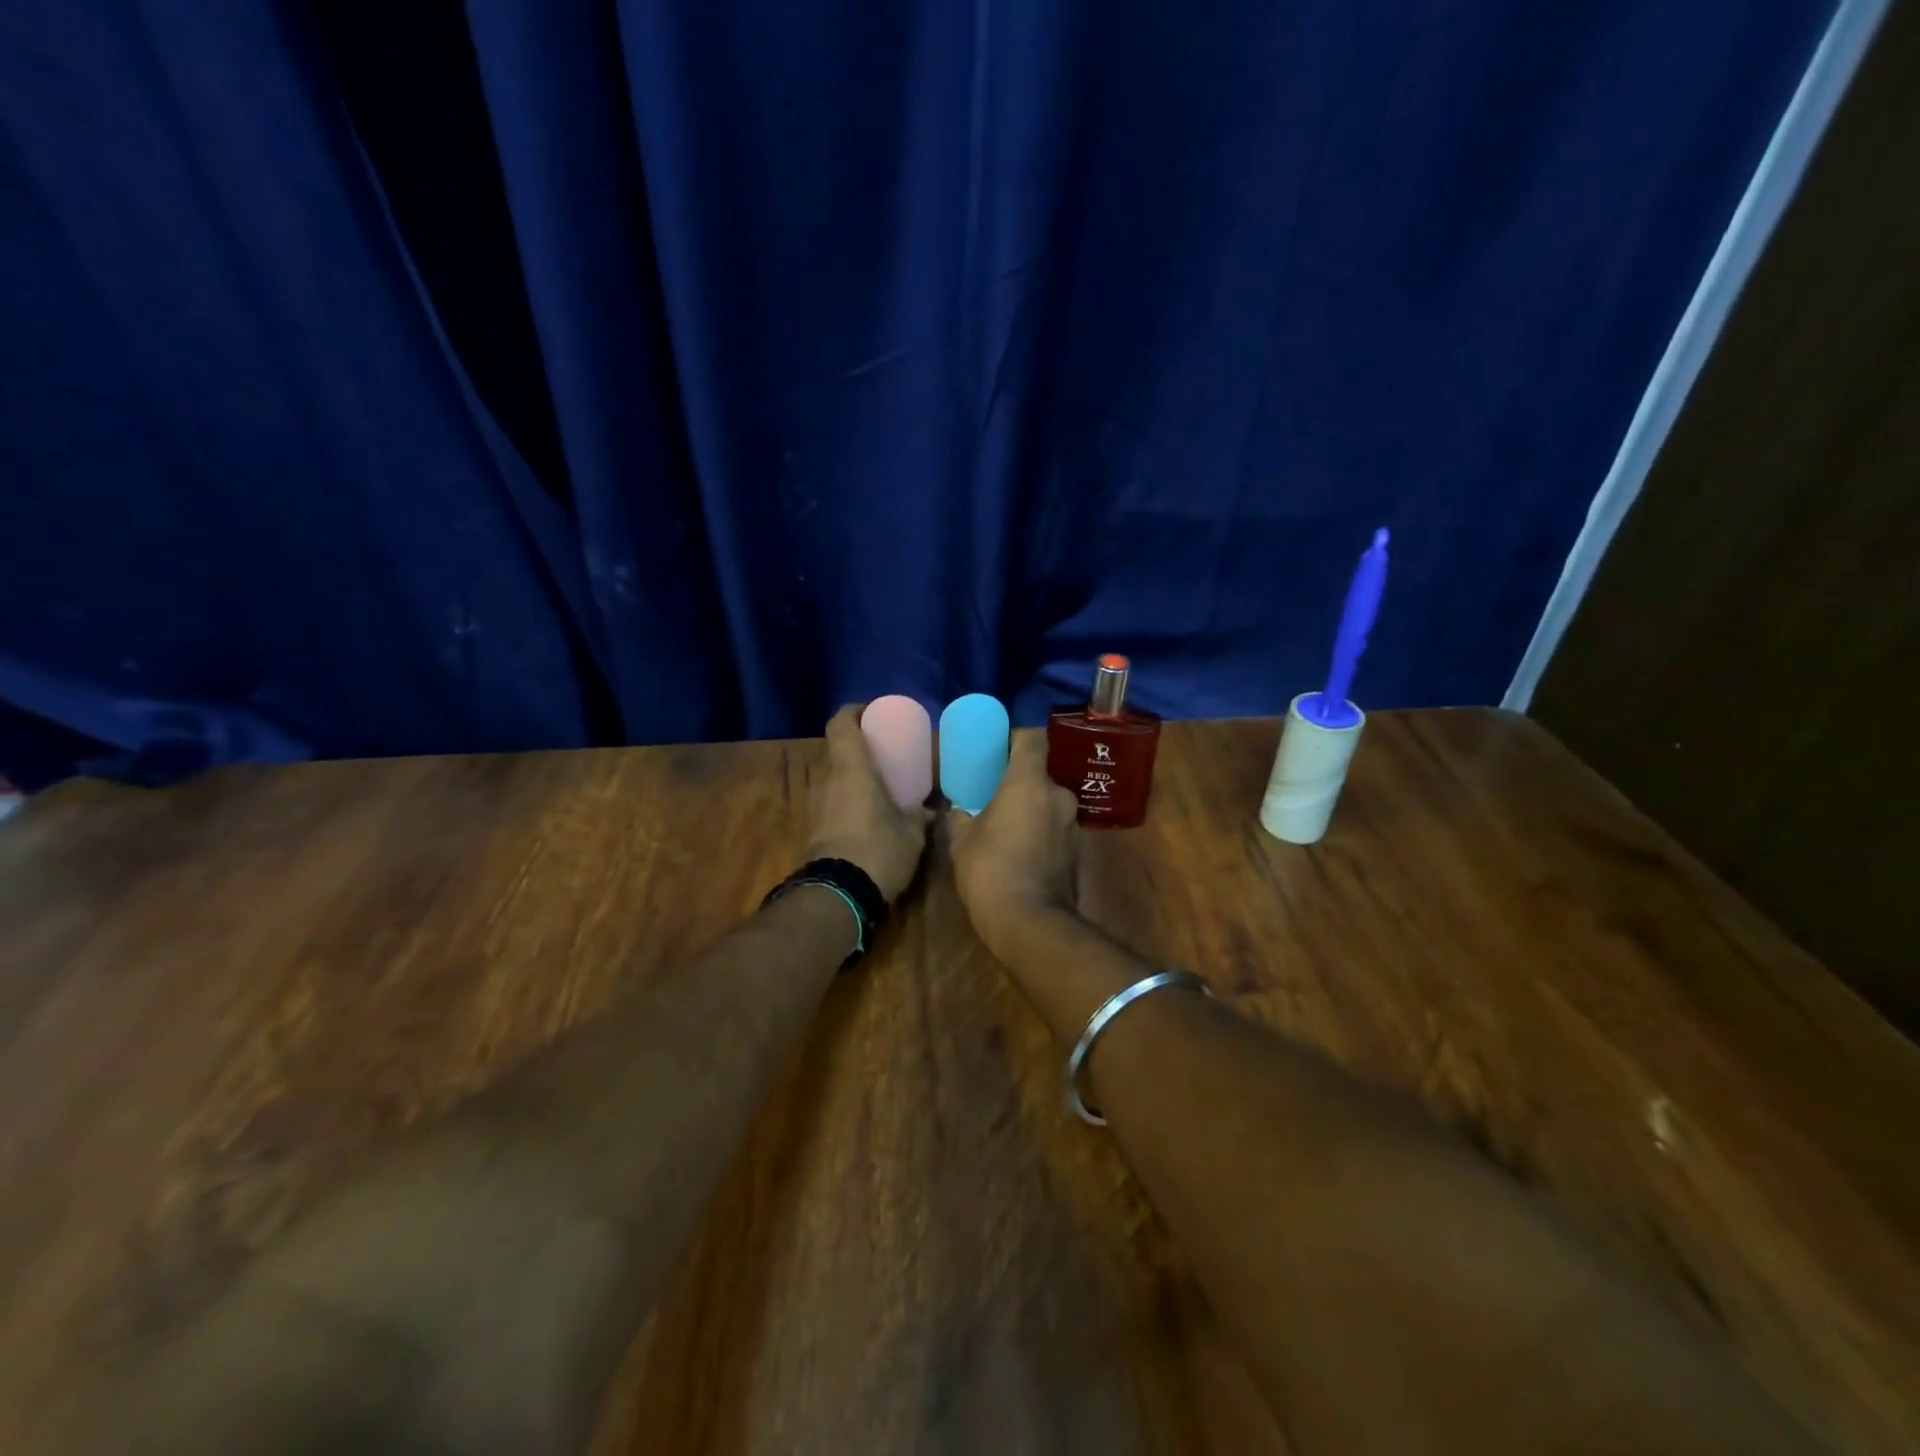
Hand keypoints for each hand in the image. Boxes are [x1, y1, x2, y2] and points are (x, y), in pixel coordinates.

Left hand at [806, 704, 932, 902]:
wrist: (838, 896)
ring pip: (833, 780)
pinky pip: (831, 805)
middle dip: (858, 751)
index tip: (871, 713)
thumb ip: (921, 816)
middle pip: (837, 752)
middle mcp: (827, 781)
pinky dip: (847, 804)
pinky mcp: (813, 831)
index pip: (841, 724)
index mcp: (851, 770)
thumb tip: (932, 810)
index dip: (853, 712)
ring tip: (880, 791)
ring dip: (852, 780)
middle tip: (884, 758)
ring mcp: (816, 807)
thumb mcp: (912, 833)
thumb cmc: (879, 851)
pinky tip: (868, 820)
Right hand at [948, 729, 1081, 959]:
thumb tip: (957, 809)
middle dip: (1020, 782)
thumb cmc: (990, 870)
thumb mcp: (961, 841)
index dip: (1016, 737)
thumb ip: (961, 816)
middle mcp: (1058, 796)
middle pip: (1040, 775)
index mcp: (1029, 782)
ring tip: (1006, 826)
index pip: (1032, 738)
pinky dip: (1040, 834)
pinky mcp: (1077, 852)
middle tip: (995, 794)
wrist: (1030, 924)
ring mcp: (1072, 825)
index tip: (998, 746)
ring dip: (1031, 810)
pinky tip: (1020, 851)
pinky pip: (1054, 830)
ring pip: (1049, 804)